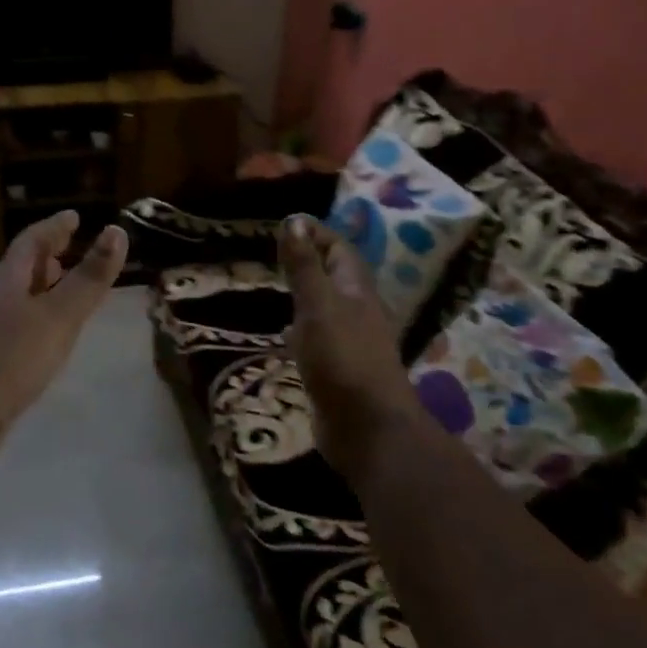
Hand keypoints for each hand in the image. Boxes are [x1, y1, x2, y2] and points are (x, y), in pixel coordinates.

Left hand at [0, 210, 128, 457]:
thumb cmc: (9, 357)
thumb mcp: (58, 315)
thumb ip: (89, 278)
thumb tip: (117, 231)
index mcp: (9, 281)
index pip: (32, 242)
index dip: (54, 227)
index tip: (74, 216)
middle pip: (23, 268)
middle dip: (48, 255)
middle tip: (72, 245)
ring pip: (22, 299)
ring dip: (45, 287)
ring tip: (67, 286)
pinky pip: (21, 327)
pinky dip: (40, 320)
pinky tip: (51, 336)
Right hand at [279, 215, 425, 480]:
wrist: (367, 427)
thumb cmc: (342, 359)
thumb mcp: (317, 307)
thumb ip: (304, 267)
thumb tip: (294, 220)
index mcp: (356, 290)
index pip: (339, 249)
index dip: (317, 233)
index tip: (287, 224)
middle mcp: (357, 311)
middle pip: (336, 277)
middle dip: (312, 261)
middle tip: (279, 253)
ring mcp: (350, 342)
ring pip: (328, 308)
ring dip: (307, 295)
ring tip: (279, 288)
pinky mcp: (339, 369)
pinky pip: (320, 339)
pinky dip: (303, 330)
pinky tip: (286, 337)